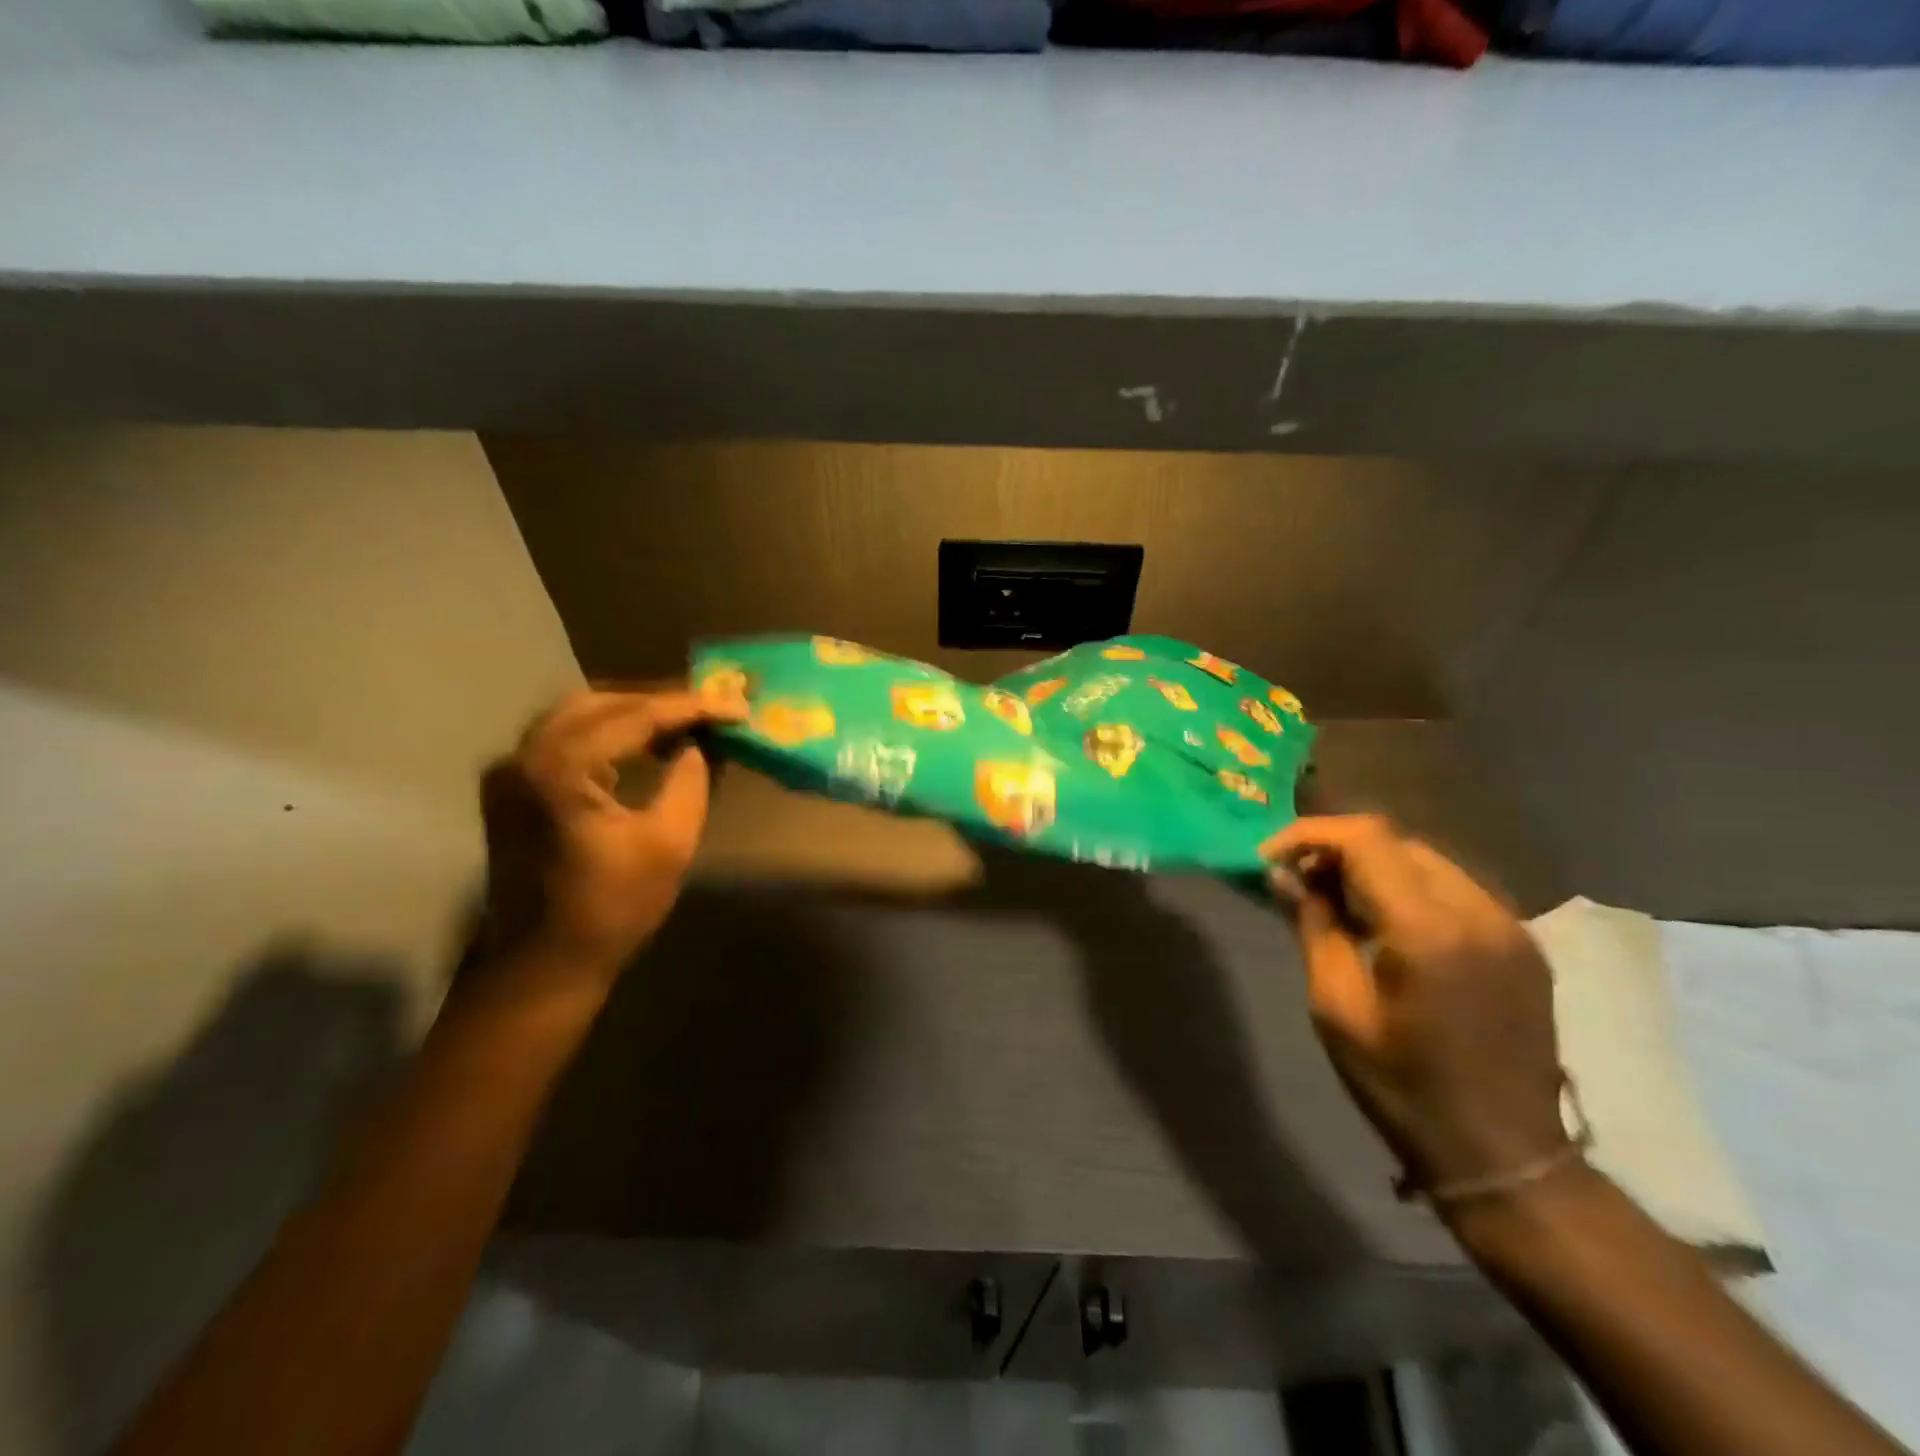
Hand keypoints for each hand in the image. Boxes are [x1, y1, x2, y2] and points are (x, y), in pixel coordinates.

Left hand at [478, 687, 744, 983]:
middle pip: (601, 702)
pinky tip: (645, 743)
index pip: (635, 716)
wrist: (542, 965)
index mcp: (560, 768)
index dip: (691, 707)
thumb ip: (690, 780)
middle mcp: (524, 755)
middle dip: (660, 700)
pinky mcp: (513, 786)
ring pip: (580, 714)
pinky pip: (566, 737)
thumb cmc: (611, 910)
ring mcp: (511, 769)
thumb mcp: (670, 843)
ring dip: (634, 713)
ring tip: (685, 722)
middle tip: (710, 709)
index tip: (736, 706)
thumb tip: (699, 744)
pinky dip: (609, 732)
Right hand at [1262, 815, 1569, 1197]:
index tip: (1271, 857)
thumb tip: (1283, 874)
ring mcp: (1510, 926)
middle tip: (1298, 880)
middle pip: (1396, 841)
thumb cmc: (1403, 1086)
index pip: (1366, 839)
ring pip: (1426, 860)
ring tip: (1335, 899)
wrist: (1506, 1156)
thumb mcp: (1336, 1007)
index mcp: (1429, 931)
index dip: (1310, 834)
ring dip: (1373, 866)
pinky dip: (1408, 887)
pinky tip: (1384, 922)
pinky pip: (1454, 888)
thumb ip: (1313, 926)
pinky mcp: (1523, 943)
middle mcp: (1478, 912)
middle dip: (1338, 849)